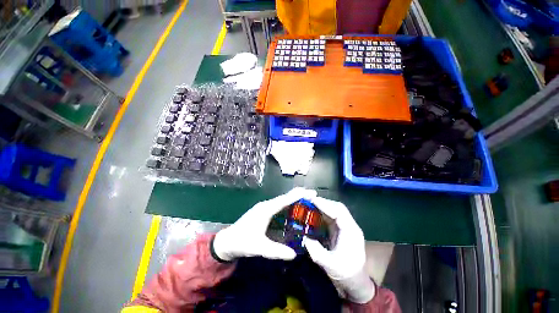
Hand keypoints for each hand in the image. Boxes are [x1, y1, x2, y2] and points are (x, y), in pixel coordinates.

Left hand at [213, 188, 316, 260]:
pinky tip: (293, 208)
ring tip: (306, 199)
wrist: (227, 241)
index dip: (298, 195)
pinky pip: (278, 205)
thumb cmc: (242, 242)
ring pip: (282, 201)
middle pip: (285, 197)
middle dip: (298, 195)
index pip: (285, 200)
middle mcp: (266, 205)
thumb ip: (276, 251)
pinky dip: (287, 204)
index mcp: (266, 210)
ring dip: (293, 199)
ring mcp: (264, 207)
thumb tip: (294, 254)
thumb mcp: (259, 248)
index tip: (310, 192)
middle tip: (312, 195)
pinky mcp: (263, 211)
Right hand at [303, 197, 374, 303]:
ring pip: (335, 210)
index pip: (339, 212)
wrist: (355, 281)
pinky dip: (323, 212)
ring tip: (310, 203)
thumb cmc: (345, 274)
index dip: (326, 205)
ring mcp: (346, 227)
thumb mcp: (330, 266)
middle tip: (309, 200)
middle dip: (324, 202)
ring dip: (324, 206)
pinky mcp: (341, 229)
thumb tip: (305, 238)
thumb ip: (317, 252)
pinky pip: (332, 216)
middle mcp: (350, 226)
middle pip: (338, 208)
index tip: (313, 200)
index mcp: (351, 232)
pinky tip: (315, 212)